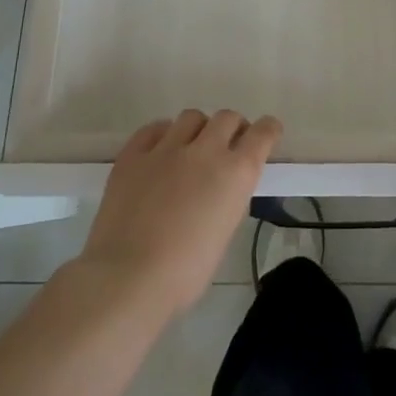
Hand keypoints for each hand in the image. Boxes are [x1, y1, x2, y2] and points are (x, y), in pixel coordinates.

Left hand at [78, 110, 281, 316]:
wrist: (128, 277)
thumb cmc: (185, 271)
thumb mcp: (225, 232)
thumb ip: (229, 199)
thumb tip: (222, 188)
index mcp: (236, 173)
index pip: (262, 133)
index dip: (268, 130)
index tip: (267, 132)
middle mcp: (206, 151)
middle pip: (227, 118)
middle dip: (232, 128)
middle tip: (227, 146)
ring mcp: (167, 148)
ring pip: (191, 117)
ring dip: (198, 129)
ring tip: (190, 148)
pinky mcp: (133, 154)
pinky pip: (154, 129)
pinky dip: (163, 135)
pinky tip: (160, 152)